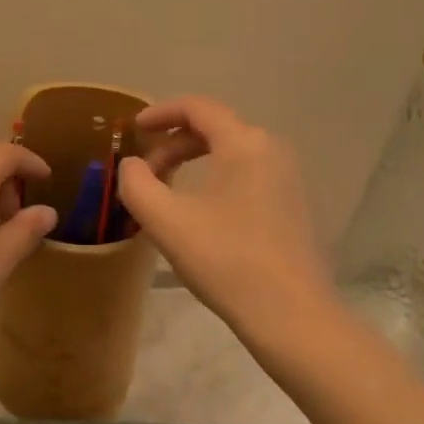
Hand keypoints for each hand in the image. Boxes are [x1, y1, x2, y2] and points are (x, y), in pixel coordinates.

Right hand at [118, 97, 333, 339]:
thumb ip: (137, 184)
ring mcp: (287, 177)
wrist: (292, 316)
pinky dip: (215, 176)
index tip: (133, 129)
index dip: (161, 113)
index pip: (198, 108)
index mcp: (244, 144)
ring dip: (193, 160)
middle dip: (173, 143)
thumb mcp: (166, 221)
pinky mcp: (292, 204)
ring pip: (231, 151)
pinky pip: (246, 172)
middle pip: (214, 128)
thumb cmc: (226, 261)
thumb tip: (131, 165)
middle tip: (144, 170)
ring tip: (166, 188)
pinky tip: (199, 209)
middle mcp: (271, 149)